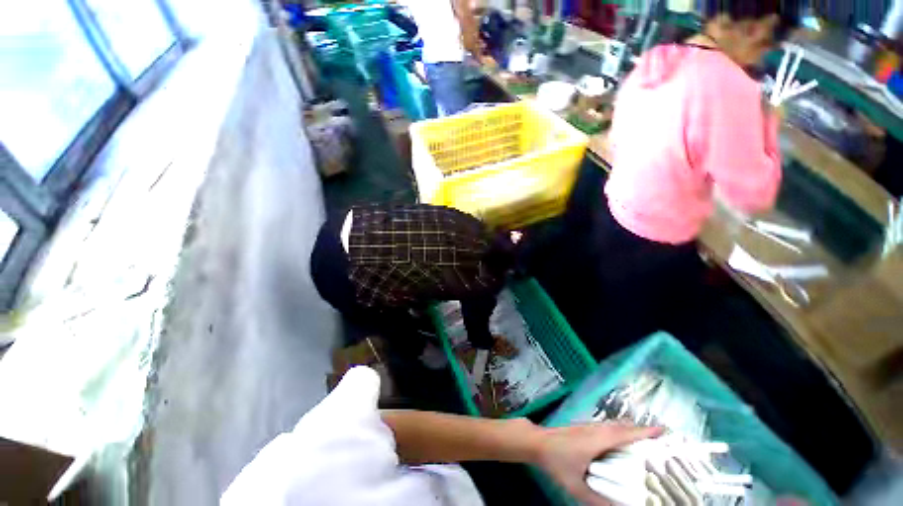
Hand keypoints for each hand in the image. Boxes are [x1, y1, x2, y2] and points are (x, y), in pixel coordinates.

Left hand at [534, 422, 663, 505]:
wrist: (538, 442)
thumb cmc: (557, 461)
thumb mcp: (578, 486)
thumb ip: (599, 500)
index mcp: (599, 440)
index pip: (626, 434)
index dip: (645, 432)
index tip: (663, 431)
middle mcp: (596, 429)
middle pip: (623, 427)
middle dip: (642, 432)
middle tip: (659, 443)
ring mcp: (589, 426)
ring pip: (614, 426)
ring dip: (630, 431)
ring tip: (645, 445)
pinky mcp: (584, 428)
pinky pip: (607, 428)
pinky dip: (619, 432)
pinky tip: (620, 445)